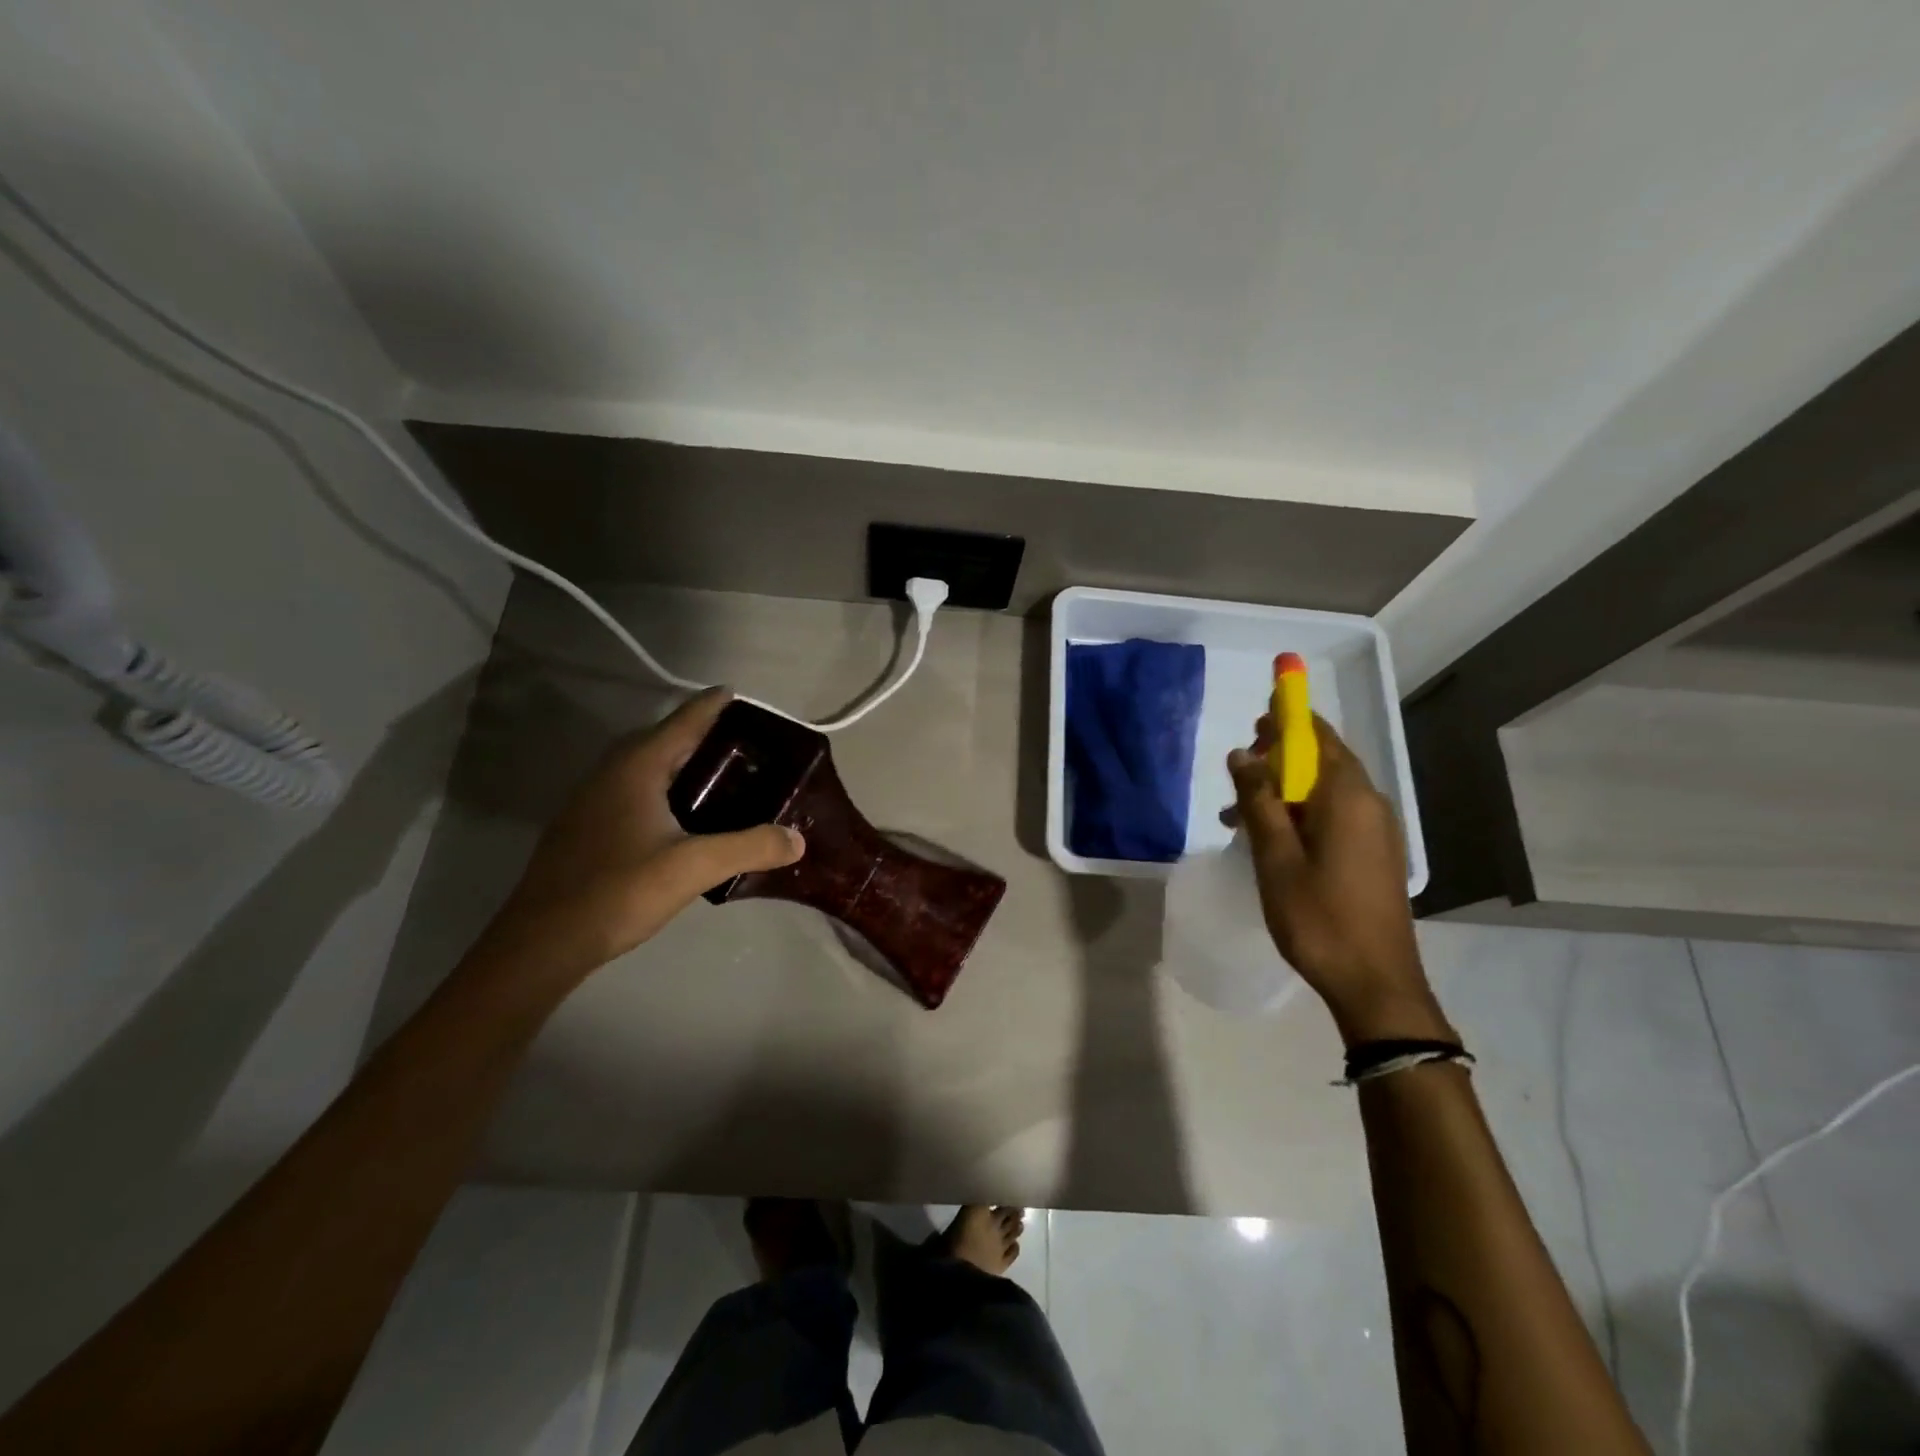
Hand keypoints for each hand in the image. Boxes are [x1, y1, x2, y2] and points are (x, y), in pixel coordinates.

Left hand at [477, 688, 804, 982]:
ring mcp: (592, 801)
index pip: (683, 722)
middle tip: (744, 743)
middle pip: (663, 739)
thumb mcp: (693, 868)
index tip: (738, 692)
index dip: (712, 705)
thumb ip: (749, 847)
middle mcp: (611, 773)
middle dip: (702, 735)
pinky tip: (683, 817)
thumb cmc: (619, 891)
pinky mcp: (586, 828)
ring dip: (681, 764)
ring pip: (646, 767)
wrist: (543, 942)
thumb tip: (797, 838)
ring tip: (721, 776)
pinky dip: (664, 789)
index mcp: (636, 768)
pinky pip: (634, 791)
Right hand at [1228, 714, 1451, 1046]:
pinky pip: (1334, 813)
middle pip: (1321, 757)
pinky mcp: (1375, 852)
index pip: (1315, 734)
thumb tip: (1242, 754)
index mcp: (1346, 796)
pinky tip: (1271, 840)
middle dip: (1277, 758)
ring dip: (1283, 790)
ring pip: (1324, 788)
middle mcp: (1368, 801)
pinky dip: (1301, 812)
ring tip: (1239, 819)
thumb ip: (1257, 800)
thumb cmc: (1318, 917)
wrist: (1375, 983)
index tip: (1251, 725)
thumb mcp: (1275, 857)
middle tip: (1238, 778)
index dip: (1283, 719)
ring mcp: (1376, 828)